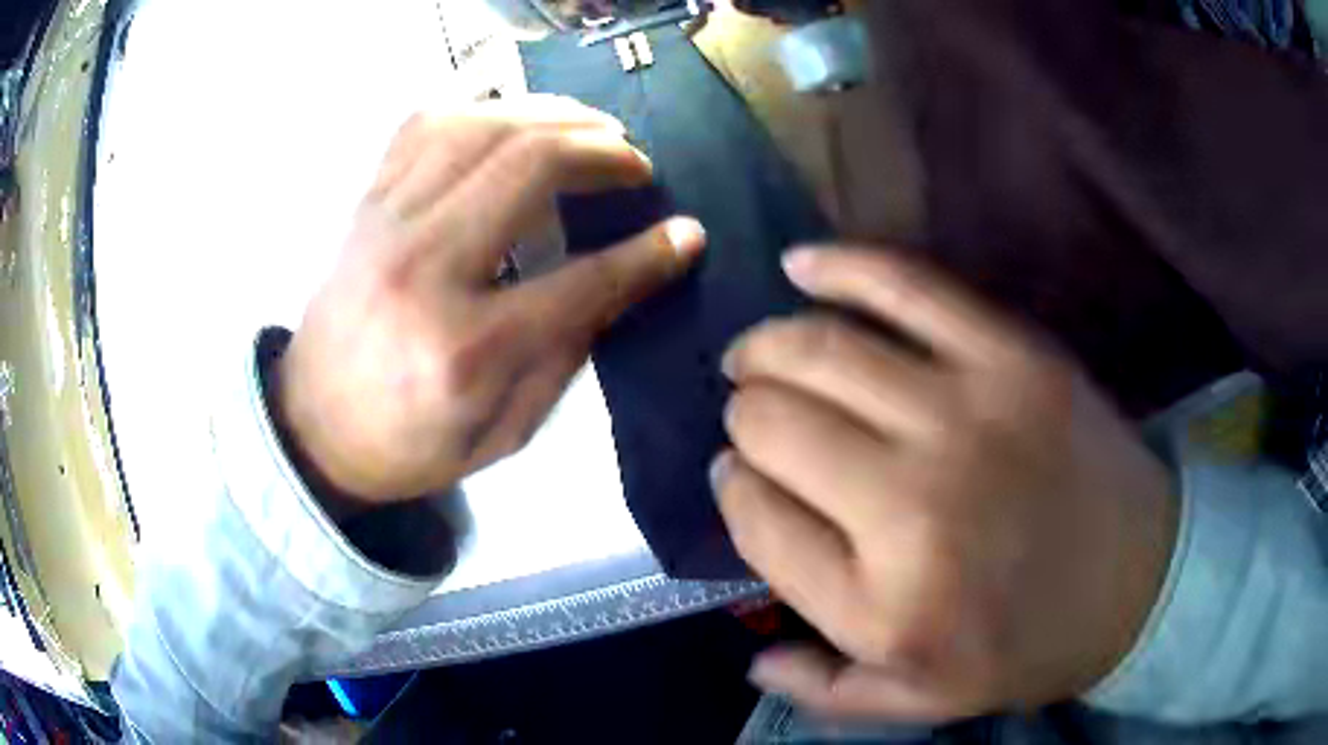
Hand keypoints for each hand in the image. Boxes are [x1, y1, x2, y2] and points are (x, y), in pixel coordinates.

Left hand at [276, 97, 705, 505]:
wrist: (314, 427)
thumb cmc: (409, 445)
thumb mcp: (502, 433)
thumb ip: (565, 355)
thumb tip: (625, 279)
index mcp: (464, 349)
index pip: (581, 281)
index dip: (648, 254)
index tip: (687, 233)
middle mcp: (422, 267)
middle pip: (528, 165)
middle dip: (601, 151)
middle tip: (635, 163)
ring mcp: (384, 222)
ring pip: (480, 125)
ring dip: (550, 114)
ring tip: (591, 129)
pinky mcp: (366, 203)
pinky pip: (424, 124)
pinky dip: (481, 107)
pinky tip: (514, 117)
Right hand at [713, 248, 1176, 720]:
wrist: (1139, 580)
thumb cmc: (1028, 650)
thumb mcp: (920, 704)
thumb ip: (824, 692)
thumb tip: (752, 657)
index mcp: (879, 605)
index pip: (755, 519)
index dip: (734, 492)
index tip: (740, 480)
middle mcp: (910, 507)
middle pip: (773, 427)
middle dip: (744, 419)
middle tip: (752, 419)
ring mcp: (966, 414)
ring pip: (817, 352)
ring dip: (766, 349)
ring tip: (756, 356)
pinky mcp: (1010, 354)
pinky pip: (903, 285)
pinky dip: (839, 265)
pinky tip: (798, 264)